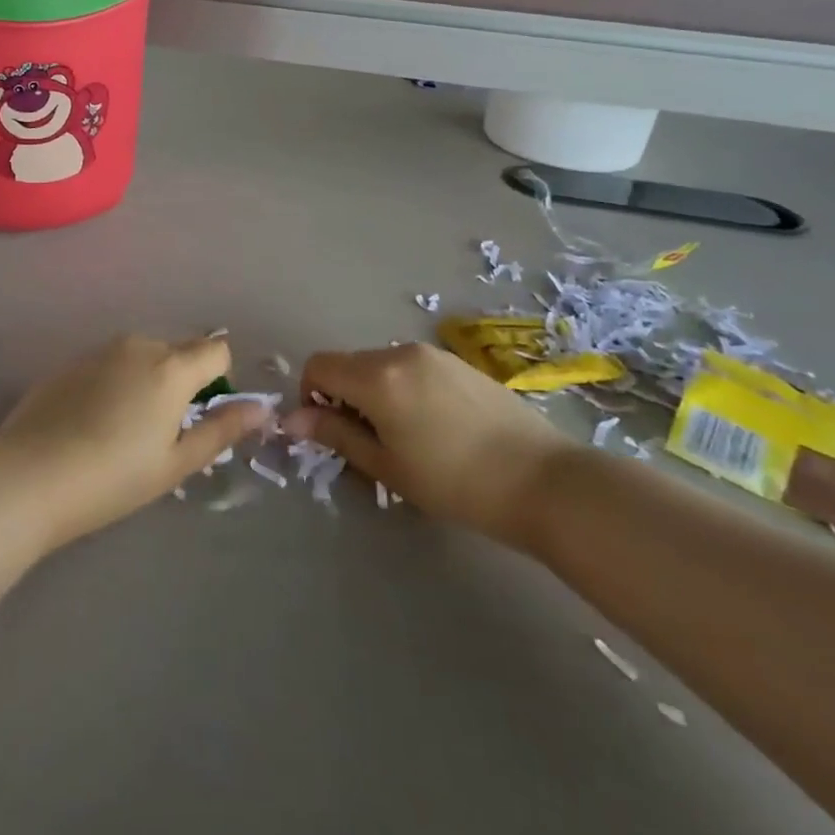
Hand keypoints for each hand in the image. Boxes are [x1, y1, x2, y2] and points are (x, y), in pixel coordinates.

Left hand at [0, 334, 269, 550]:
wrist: (30, 476)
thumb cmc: (113, 476)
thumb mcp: (175, 463)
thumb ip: (221, 430)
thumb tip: (261, 409)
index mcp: (171, 367)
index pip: (216, 349)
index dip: (219, 378)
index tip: (202, 415)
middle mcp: (138, 345)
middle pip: (178, 351)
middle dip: (181, 381)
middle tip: (162, 432)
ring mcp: (99, 351)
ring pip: (141, 356)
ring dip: (146, 380)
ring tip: (124, 430)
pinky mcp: (69, 362)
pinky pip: (109, 364)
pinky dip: (114, 383)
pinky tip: (92, 423)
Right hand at [283, 343, 573, 547]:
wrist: (543, 480)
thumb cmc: (455, 482)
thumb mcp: (386, 466)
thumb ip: (336, 435)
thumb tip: (291, 419)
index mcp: (376, 376)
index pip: (318, 365)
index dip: (310, 395)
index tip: (330, 432)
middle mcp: (399, 351)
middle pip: (349, 364)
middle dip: (344, 397)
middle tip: (369, 444)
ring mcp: (433, 353)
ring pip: (381, 366)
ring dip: (375, 393)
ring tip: (406, 438)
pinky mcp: (459, 362)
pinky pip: (412, 367)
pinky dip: (404, 389)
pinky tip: (435, 427)